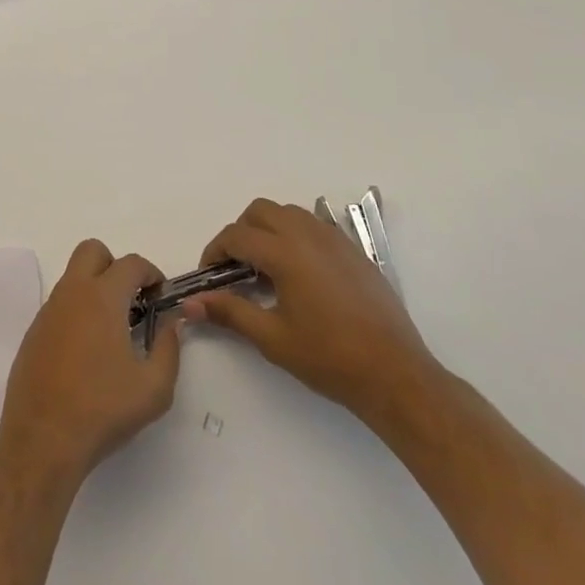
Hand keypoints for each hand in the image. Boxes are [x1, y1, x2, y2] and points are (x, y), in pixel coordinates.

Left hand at [0, 240, 180, 485]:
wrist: (42, 441)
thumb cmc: (102, 411)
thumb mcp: (154, 389)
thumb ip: (169, 349)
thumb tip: (172, 324)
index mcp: (102, 298)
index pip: (131, 263)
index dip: (151, 273)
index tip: (160, 295)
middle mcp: (72, 293)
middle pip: (92, 251)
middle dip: (115, 266)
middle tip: (131, 300)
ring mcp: (48, 311)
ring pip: (73, 278)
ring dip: (94, 289)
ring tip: (111, 330)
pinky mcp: (33, 332)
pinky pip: (59, 305)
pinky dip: (76, 313)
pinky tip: (85, 352)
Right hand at [184, 198, 442, 437]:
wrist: (395, 373)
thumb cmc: (329, 358)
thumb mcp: (272, 338)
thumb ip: (229, 312)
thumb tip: (190, 304)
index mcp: (284, 252)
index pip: (236, 236)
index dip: (215, 252)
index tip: (210, 277)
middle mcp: (307, 234)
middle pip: (260, 211)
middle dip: (241, 232)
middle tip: (237, 268)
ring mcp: (334, 238)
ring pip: (288, 213)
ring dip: (269, 229)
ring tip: (267, 268)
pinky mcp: (353, 250)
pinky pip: (314, 226)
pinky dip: (295, 235)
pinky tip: (300, 273)